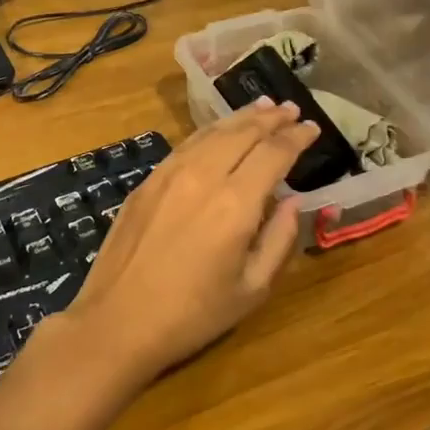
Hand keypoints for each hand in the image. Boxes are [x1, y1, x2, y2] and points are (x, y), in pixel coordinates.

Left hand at [61, 101, 317, 388]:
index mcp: (236, 204)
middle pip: (243, 132)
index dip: (297, 137)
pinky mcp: (148, 181)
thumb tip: (293, 200)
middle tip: (291, 108)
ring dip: (241, 117)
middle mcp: (203, 176)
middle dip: (271, 118)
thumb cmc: (192, 315)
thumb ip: (280, 239)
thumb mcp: (251, 289)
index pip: (274, 153)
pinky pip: (186, 144)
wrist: (117, 321)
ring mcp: (170, 174)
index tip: (312, 128)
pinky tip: (219, 131)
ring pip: (212, 132)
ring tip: (262, 107)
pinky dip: (210, 131)